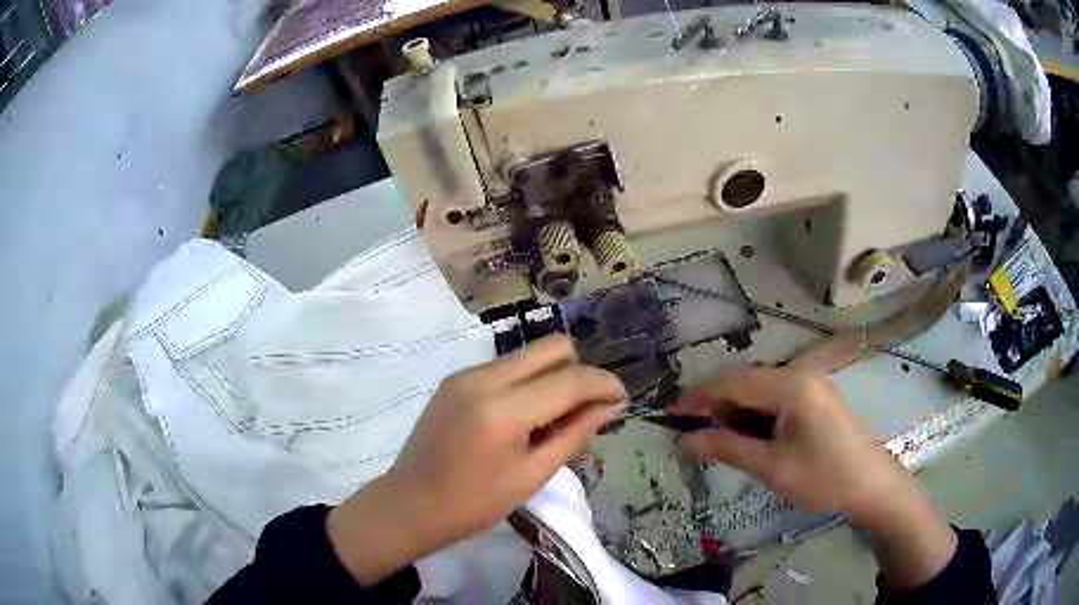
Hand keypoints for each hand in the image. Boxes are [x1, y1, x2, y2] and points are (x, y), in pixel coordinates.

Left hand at [328, 335, 625, 584]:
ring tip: (554, 417)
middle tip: (586, 408)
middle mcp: (483, 378)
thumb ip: (575, 433)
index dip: (604, 384)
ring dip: (552, 376)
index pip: (570, 380)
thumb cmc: (474, 504)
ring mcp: (465, 374)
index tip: (622, 398)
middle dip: (579, 371)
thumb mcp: (533, 475)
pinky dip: (527, 381)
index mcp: (504, 410)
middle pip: (551, 347)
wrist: (410, 504)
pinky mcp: (455, 378)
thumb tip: (610, 405)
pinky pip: (506, 366)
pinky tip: (524, 416)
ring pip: (528, 354)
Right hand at [672, 366, 956, 588]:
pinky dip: (754, 415)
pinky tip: (747, 435)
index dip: (697, 396)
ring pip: (759, 390)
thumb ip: (727, 448)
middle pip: (745, 381)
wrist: (872, 486)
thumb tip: (684, 441)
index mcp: (790, 385)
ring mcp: (810, 385)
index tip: (668, 414)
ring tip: (714, 438)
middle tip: (689, 432)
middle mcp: (799, 374)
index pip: (732, 382)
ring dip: (734, 410)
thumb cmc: (823, 478)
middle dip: (714, 403)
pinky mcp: (815, 399)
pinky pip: (775, 398)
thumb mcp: (771, 466)